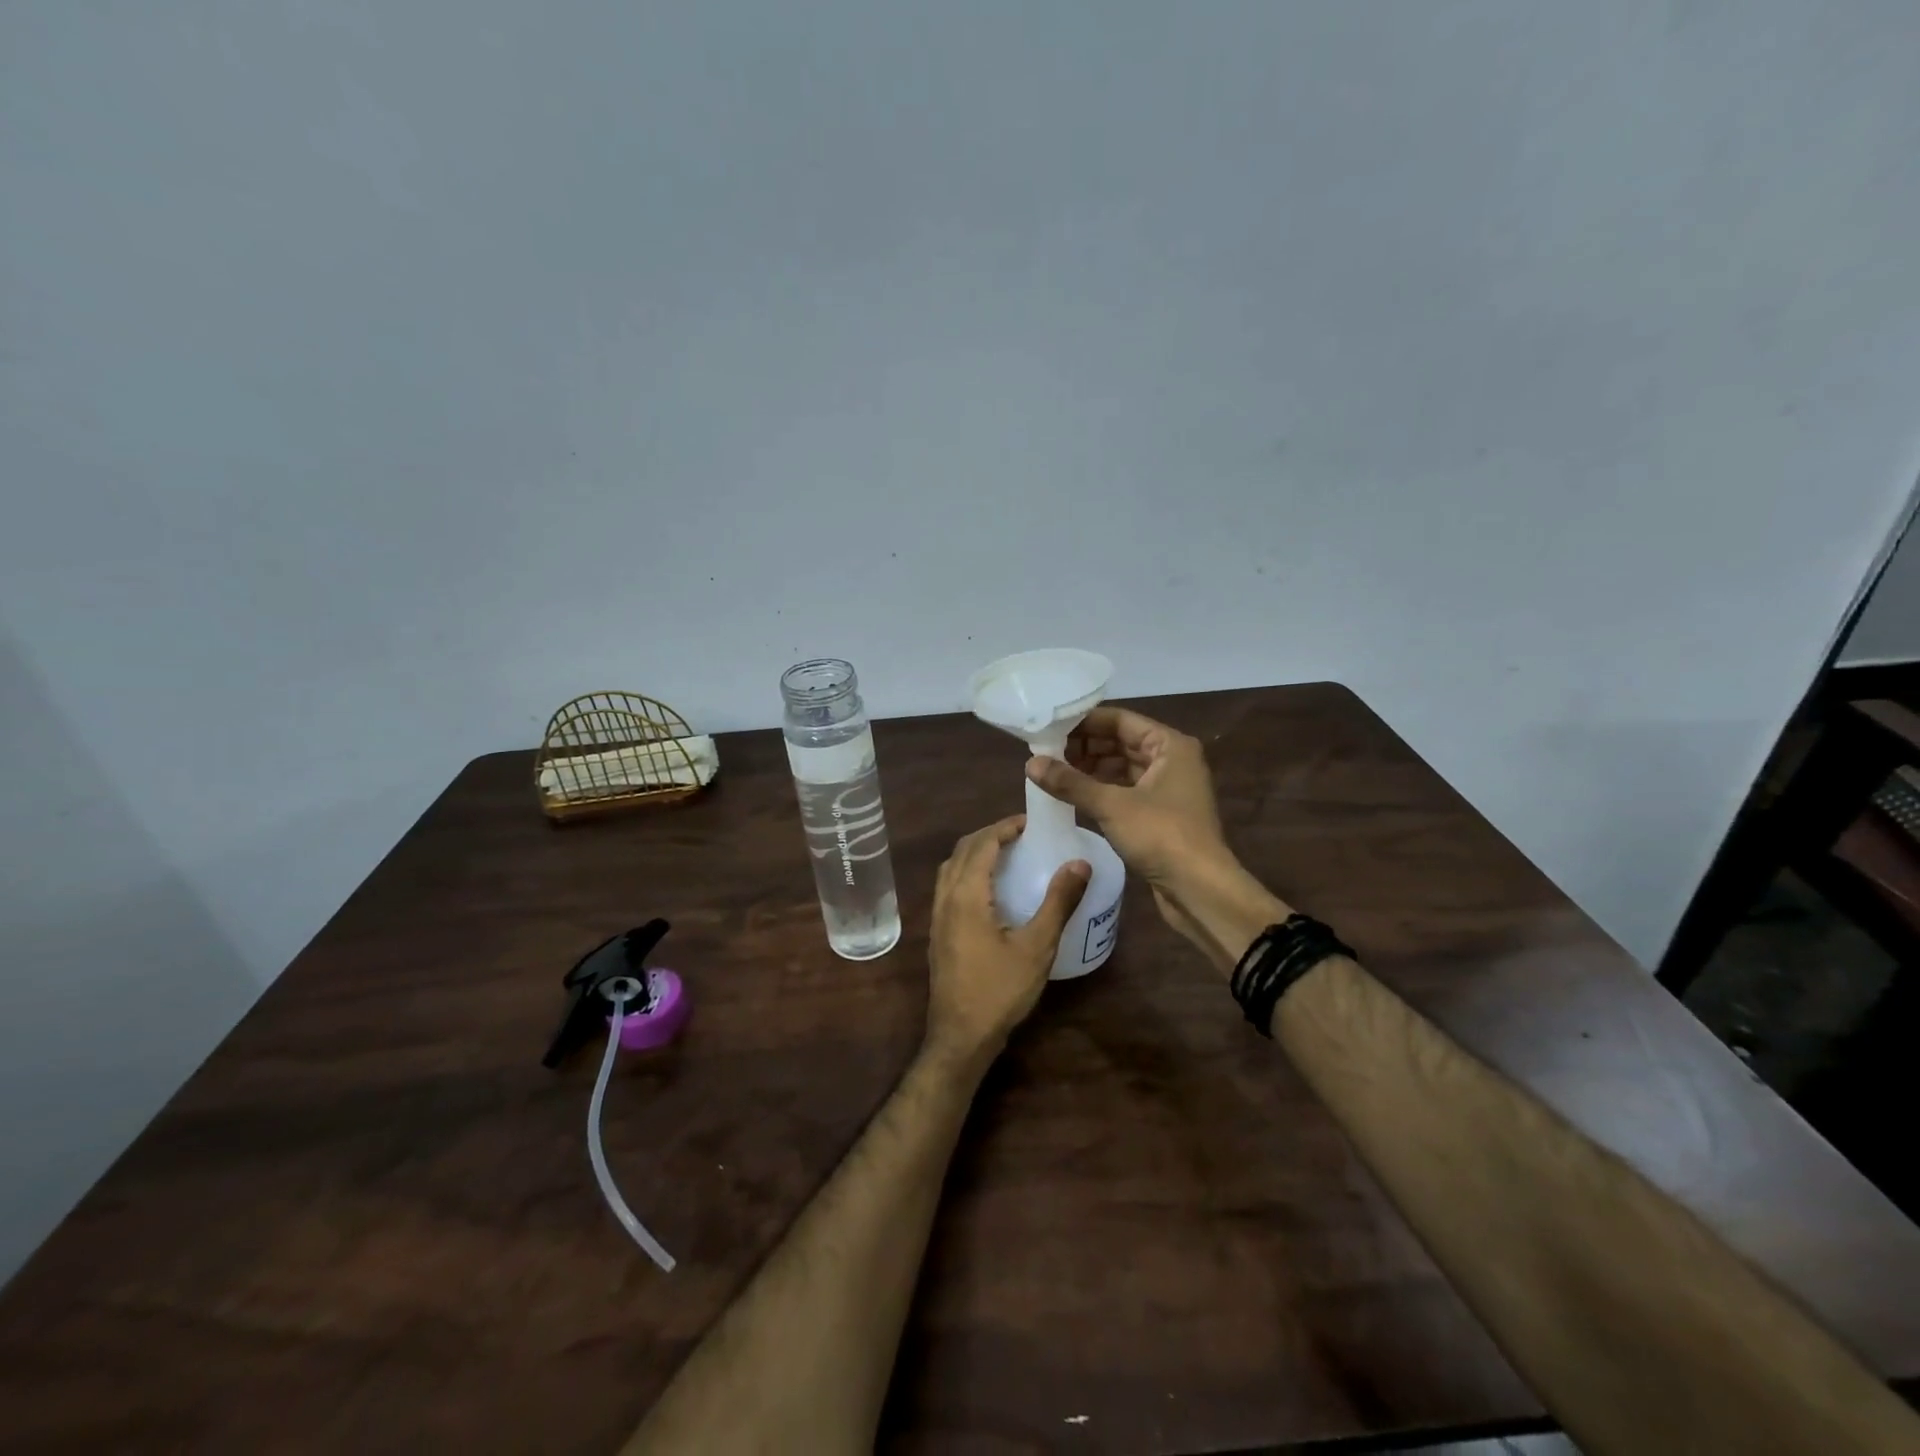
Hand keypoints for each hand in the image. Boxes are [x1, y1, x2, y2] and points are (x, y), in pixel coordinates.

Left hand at [926, 816, 1089, 1062]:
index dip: (1005, 827)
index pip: (982, 843)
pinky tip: (991, 890)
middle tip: (1022, 834)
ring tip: (1008, 854)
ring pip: (951, 867)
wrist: (960, 1036)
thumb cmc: (1000, 991)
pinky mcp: (938, 932)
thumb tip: (1080, 862)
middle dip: (990, 834)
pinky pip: (949, 886)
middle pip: (962, 850)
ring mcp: (937, 916)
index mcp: (966, 895)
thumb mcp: (1038, 946)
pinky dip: (968, 872)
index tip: (1031, 822)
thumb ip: (1058, 902)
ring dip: (976, 852)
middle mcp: (945, 898)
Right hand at [1026, 706, 1227, 888]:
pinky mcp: (1159, 813)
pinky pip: (1125, 790)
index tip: (1049, 728)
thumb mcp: (1112, 805)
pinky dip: (1100, 790)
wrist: (1199, 889)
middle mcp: (1171, 760)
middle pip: (1120, 742)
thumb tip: (1031, 763)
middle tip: (1045, 753)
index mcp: (1169, 745)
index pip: (1120, 720)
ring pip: (1121, 767)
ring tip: (1052, 773)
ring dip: (1090, 769)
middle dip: (1084, 747)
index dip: (1084, 722)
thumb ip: (1070, 782)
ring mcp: (1167, 788)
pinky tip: (1073, 795)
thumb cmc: (1161, 835)